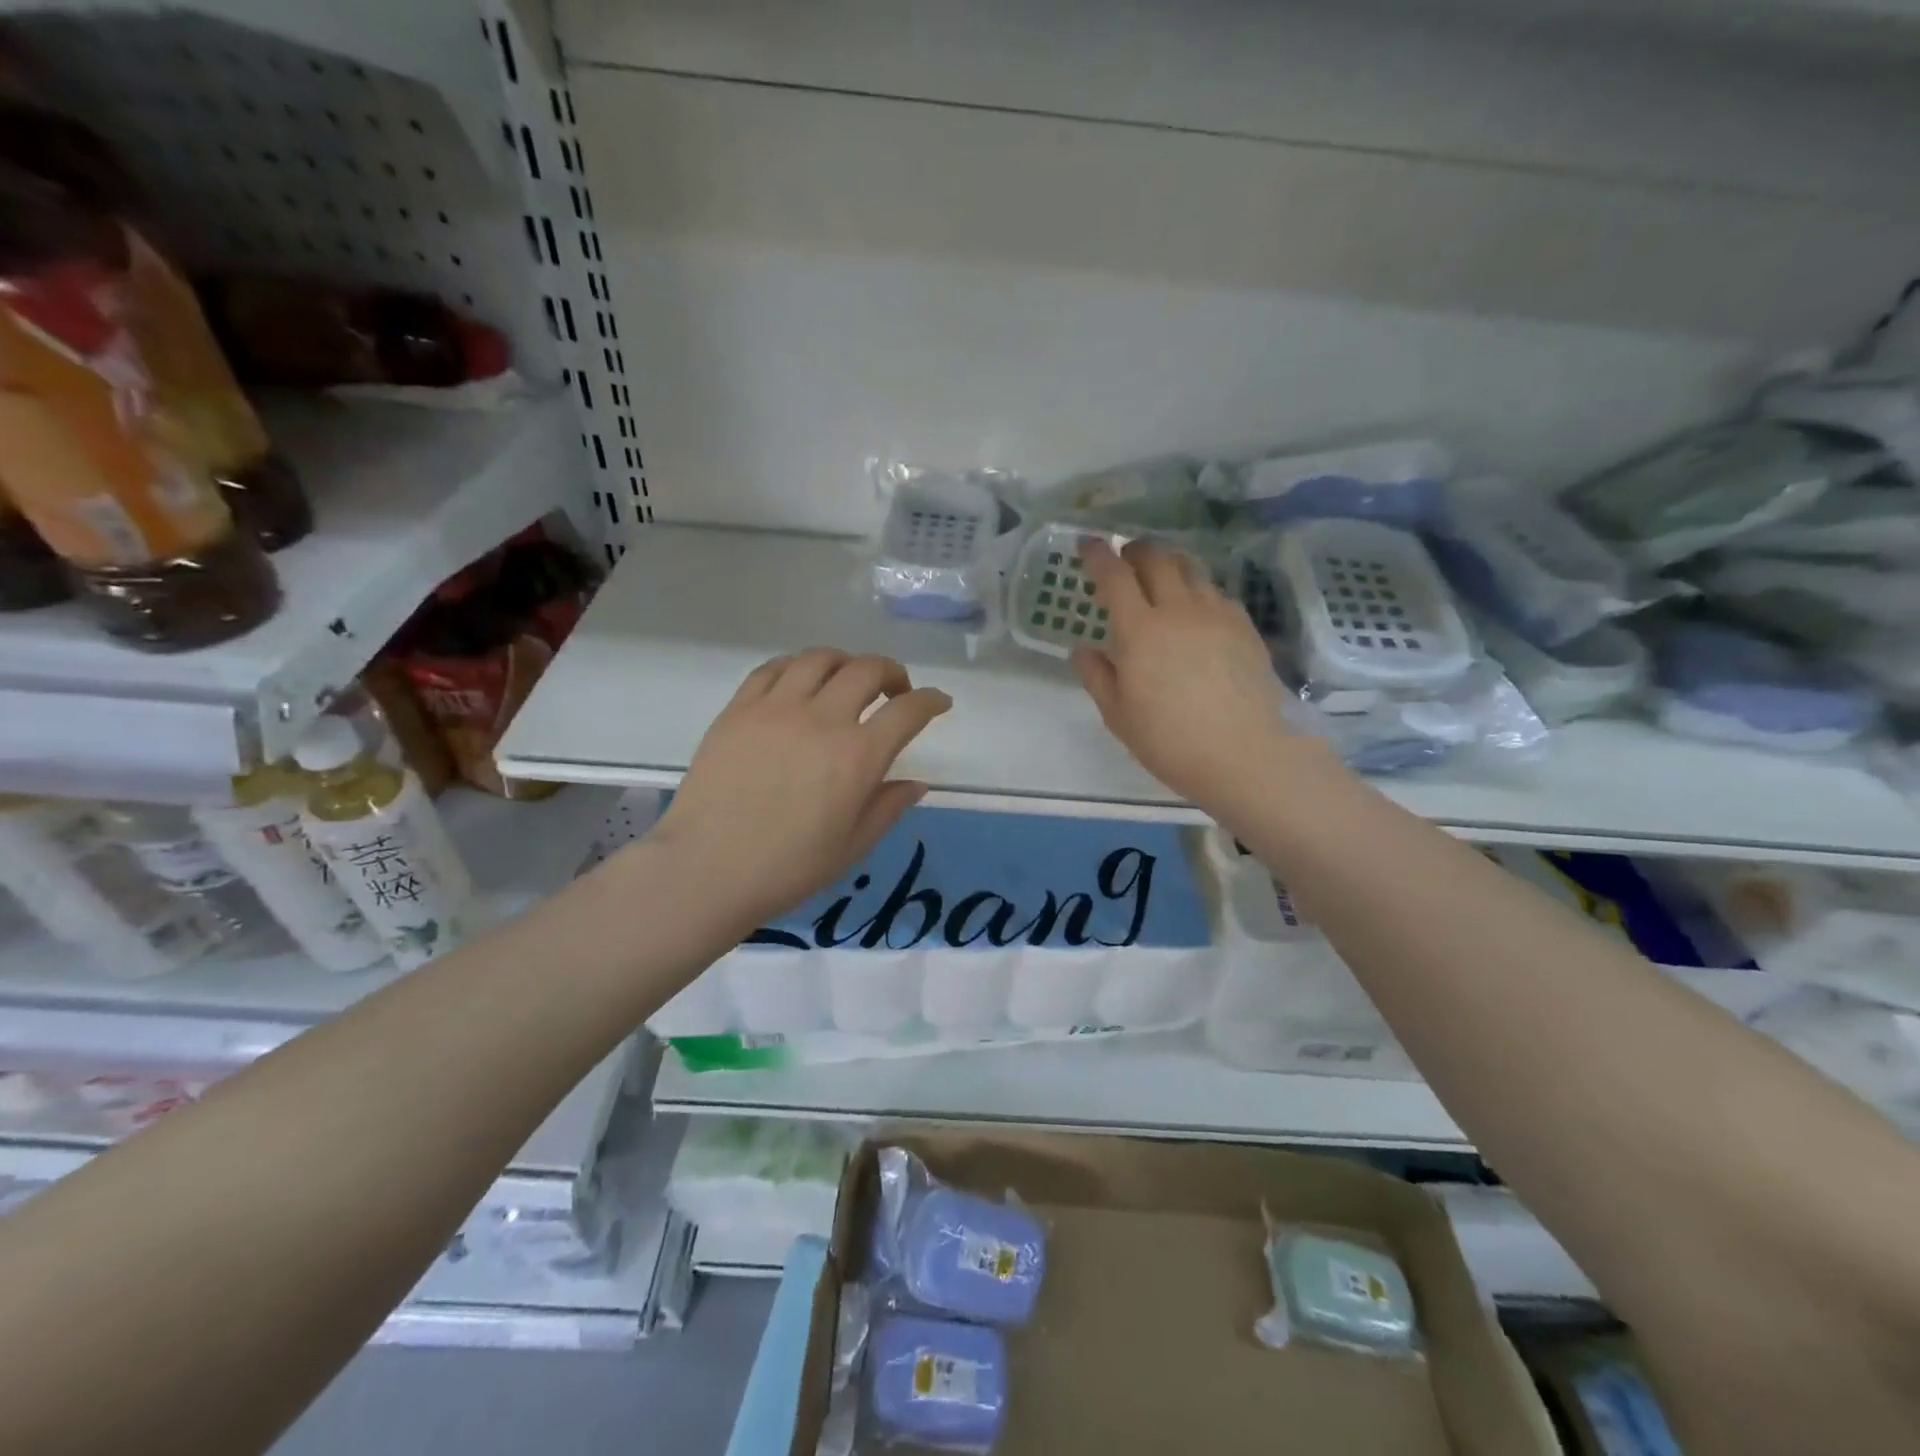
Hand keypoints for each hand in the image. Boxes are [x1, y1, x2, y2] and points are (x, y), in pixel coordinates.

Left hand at [650, 649, 951, 930]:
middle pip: (867, 669)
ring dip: (846, 662)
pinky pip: (773, 668)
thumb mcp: (852, 846)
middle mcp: (822, 719)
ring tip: (847, 680)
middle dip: (892, 672)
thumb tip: (916, 784)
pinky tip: (800, 682)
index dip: (931, 701)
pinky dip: (798, 667)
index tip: (938, 702)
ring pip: (820, 658)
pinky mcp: (739, 709)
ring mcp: (776, 708)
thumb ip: (888, 807)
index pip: (908, 711)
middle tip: (895, 690)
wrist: (706, 870)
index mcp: (858, 756)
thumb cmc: (787, 868)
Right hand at [1072, 539, 1320, 813]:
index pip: (1114, 576)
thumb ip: (1096, 676)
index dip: (1097, 554)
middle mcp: (1178, 609)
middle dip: (1135, 549)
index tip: (1087, 544)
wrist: (1244, 754)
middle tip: (1125, 555)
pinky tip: (1196, 608)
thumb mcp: (1118, 715)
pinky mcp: (1244, 626)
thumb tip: (1081, 650)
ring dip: (1169, 562)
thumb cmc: (1169, 740)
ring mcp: (1216, 614)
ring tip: (1161, 573)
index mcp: (1140, 630)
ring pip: (1191, 568)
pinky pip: (1216, 592)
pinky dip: (1197, 588)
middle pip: (1156, 558)